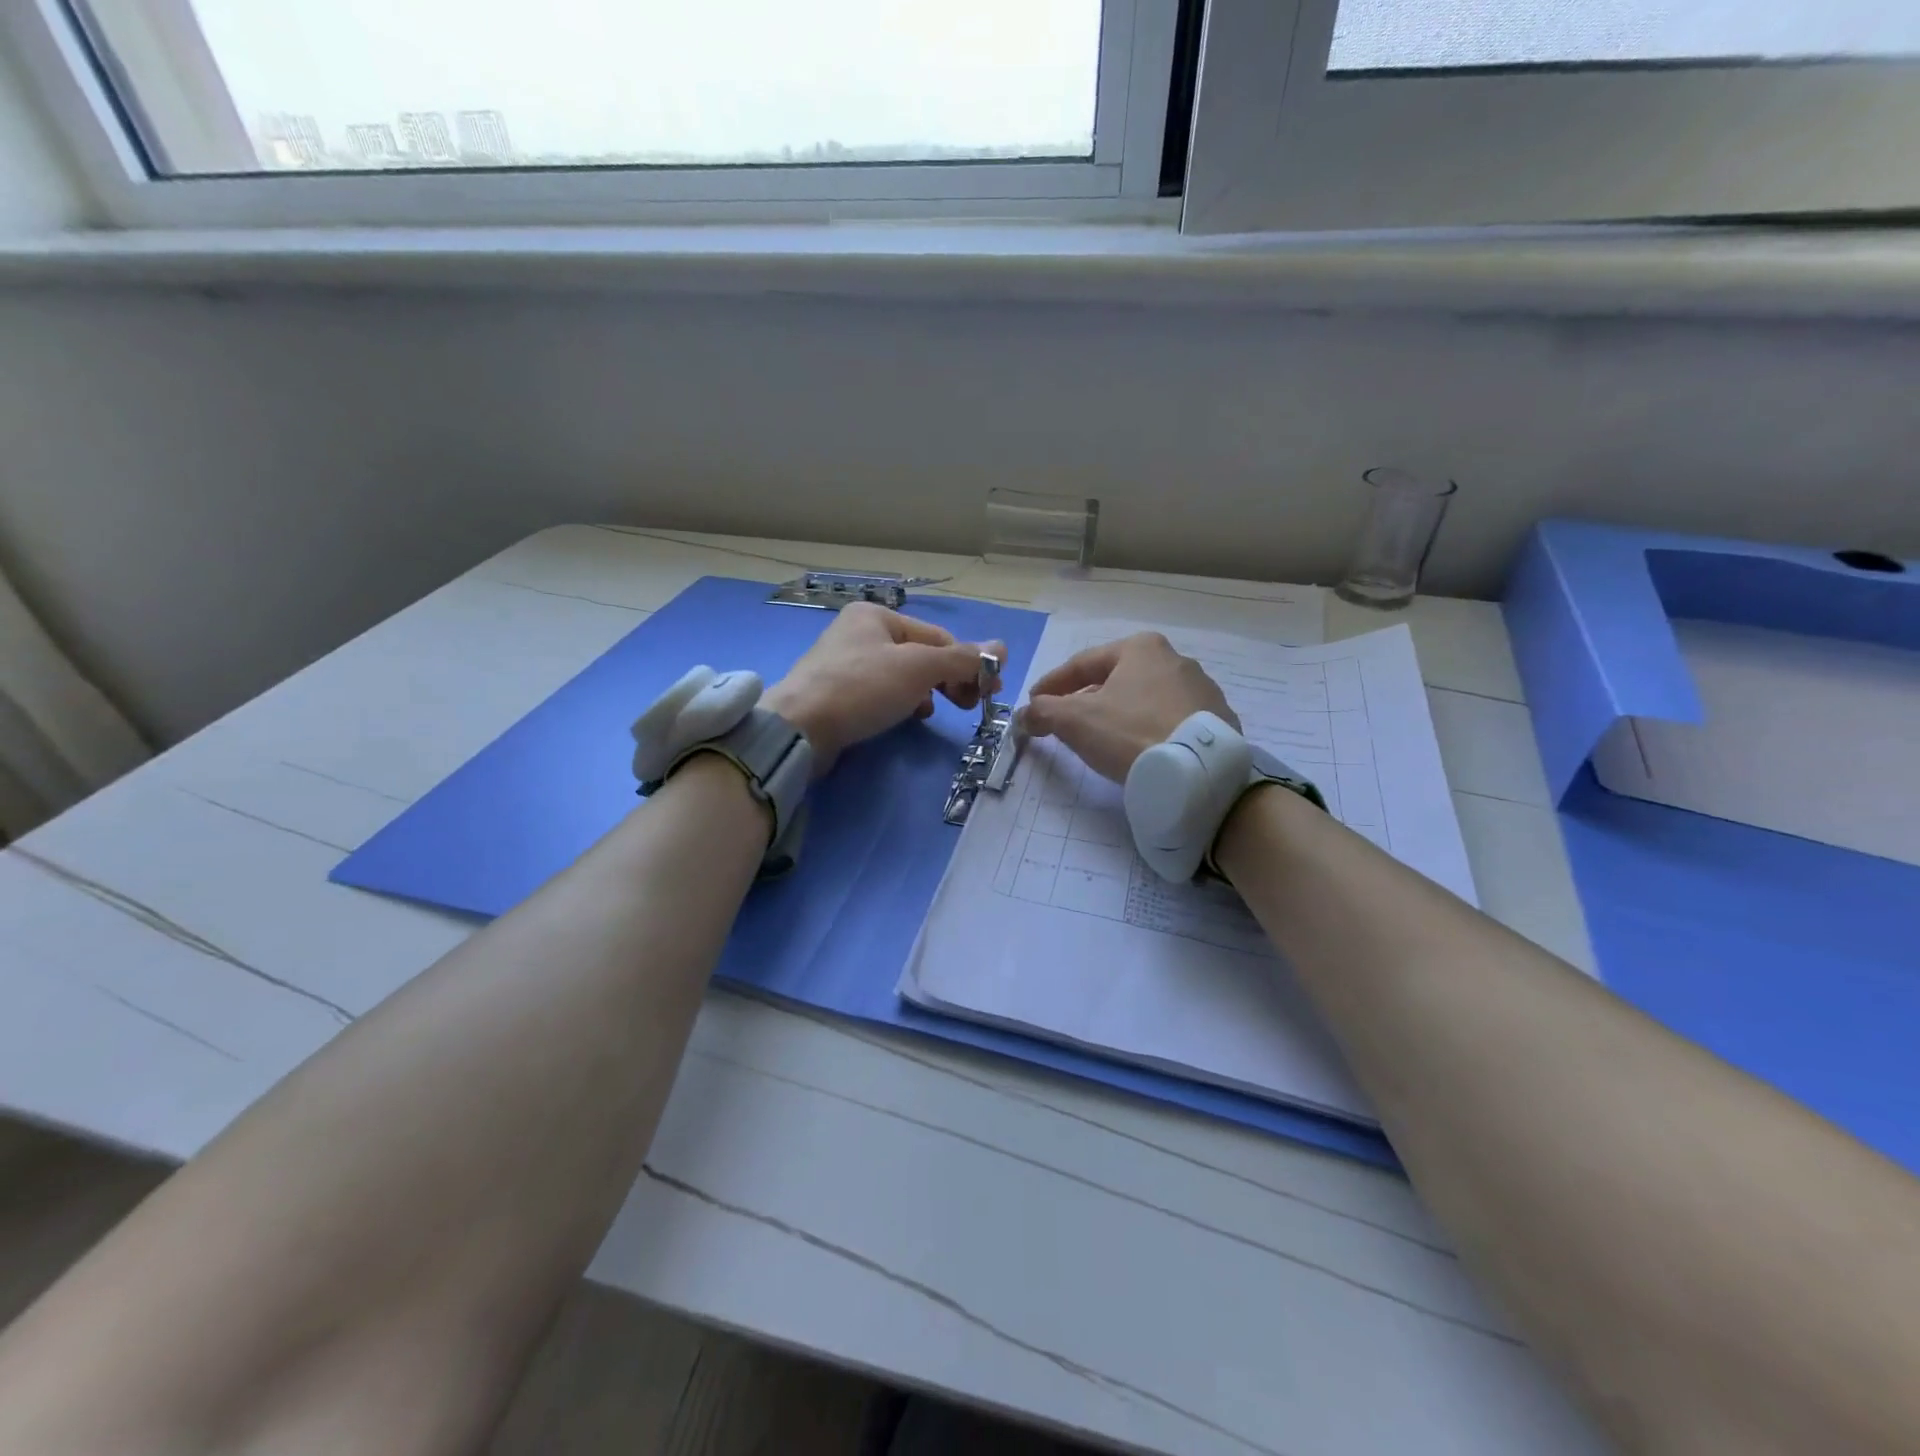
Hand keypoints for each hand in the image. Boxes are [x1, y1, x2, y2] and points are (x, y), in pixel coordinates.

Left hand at [763, 603, 1005, 774]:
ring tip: (933, 711)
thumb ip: (961, 659)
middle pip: (921, 655)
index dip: (968, 663)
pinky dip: (901, 702)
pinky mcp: (837, 694)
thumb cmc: (861, 688)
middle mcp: (859, 632)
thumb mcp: (918, 669)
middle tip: (969, 705)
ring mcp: (845, 663)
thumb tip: (1003, 648)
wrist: (799, 729)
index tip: (989, 691)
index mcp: (877, 615)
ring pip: (902, 675)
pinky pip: (882, 692)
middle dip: (948, 678)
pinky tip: (908, 717)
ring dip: (926, 692)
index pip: (938, 637)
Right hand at [1018, 632, 1237, 782]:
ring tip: (1103, 737)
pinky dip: (1148, 730)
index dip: (1052, 684)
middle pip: (1116, 679)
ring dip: (1119, 713)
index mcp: (1141, 648)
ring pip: (1145, 699)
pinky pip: (1170, 721)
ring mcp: (1202, 690)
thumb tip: (1025, 714)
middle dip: (1087, 698)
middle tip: (1065, 719)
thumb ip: (1044, 712)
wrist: (1197, 771)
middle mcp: (1176, 659)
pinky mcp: (1217, 721)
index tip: (1034, 702)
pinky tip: (1139, 748)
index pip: (1083, 663)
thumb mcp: (1075, 720)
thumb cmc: (1130, 732)